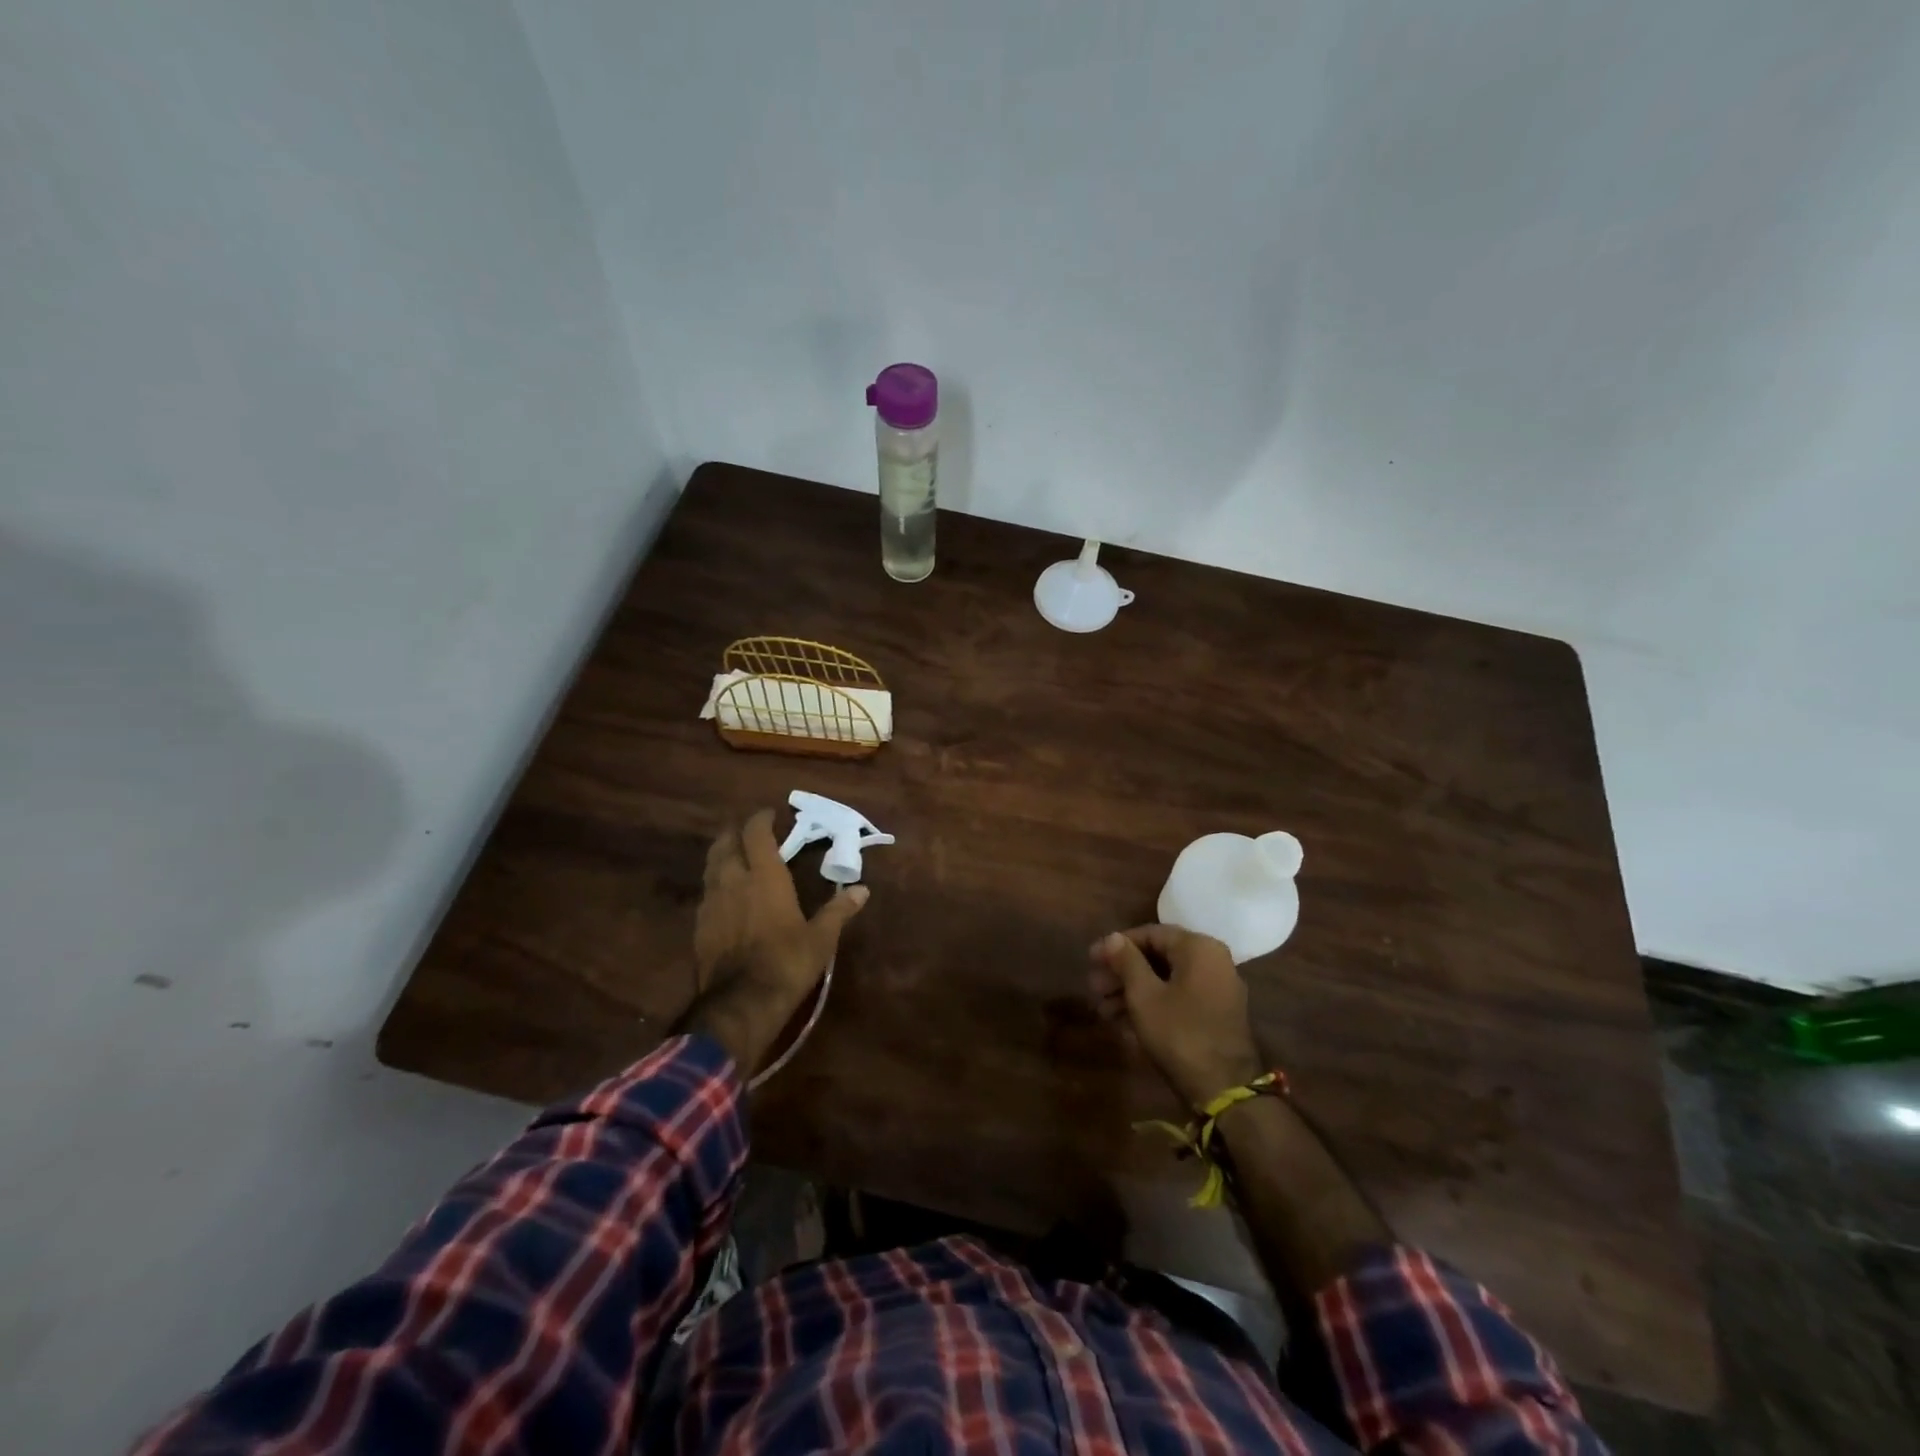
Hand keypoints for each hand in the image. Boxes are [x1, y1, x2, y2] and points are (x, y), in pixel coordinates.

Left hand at [695, 808, 867, 1019]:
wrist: (740, 1003)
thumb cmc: (787, 962)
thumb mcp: (821, 938)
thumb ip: (839, 910)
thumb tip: (862, 890)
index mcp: (765, 876)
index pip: (756, 833)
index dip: (761, 819)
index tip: (771, 814)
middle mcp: (734, 880)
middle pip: (726, 843)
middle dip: (736, 832)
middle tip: (749, 832)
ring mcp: (712, 902)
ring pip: (711, 866)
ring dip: (722, 855)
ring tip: (734, 857)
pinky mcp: (699, 926)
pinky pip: (706, 893)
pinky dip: (715, 884)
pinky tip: (724, 896)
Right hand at [1089, 925, 1263, 1108]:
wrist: (1224, 1090)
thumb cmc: (1179, 1033)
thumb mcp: (1144, 995)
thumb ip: (1126, 961)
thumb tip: (1113, 936)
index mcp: (1198, 948)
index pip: (1150, 934)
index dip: (1116, 946)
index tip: (1091, 960)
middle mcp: (1212, 962)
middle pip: (1157, 958)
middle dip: (1122, 973)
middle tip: (1094, 988)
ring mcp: (1216, 990)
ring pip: (1166, 981)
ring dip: (1132, 992)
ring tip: (1102, 1011)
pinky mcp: (1215, 1016)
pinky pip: (1178, 999)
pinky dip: (1152, 1006)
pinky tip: (1124, 1024)